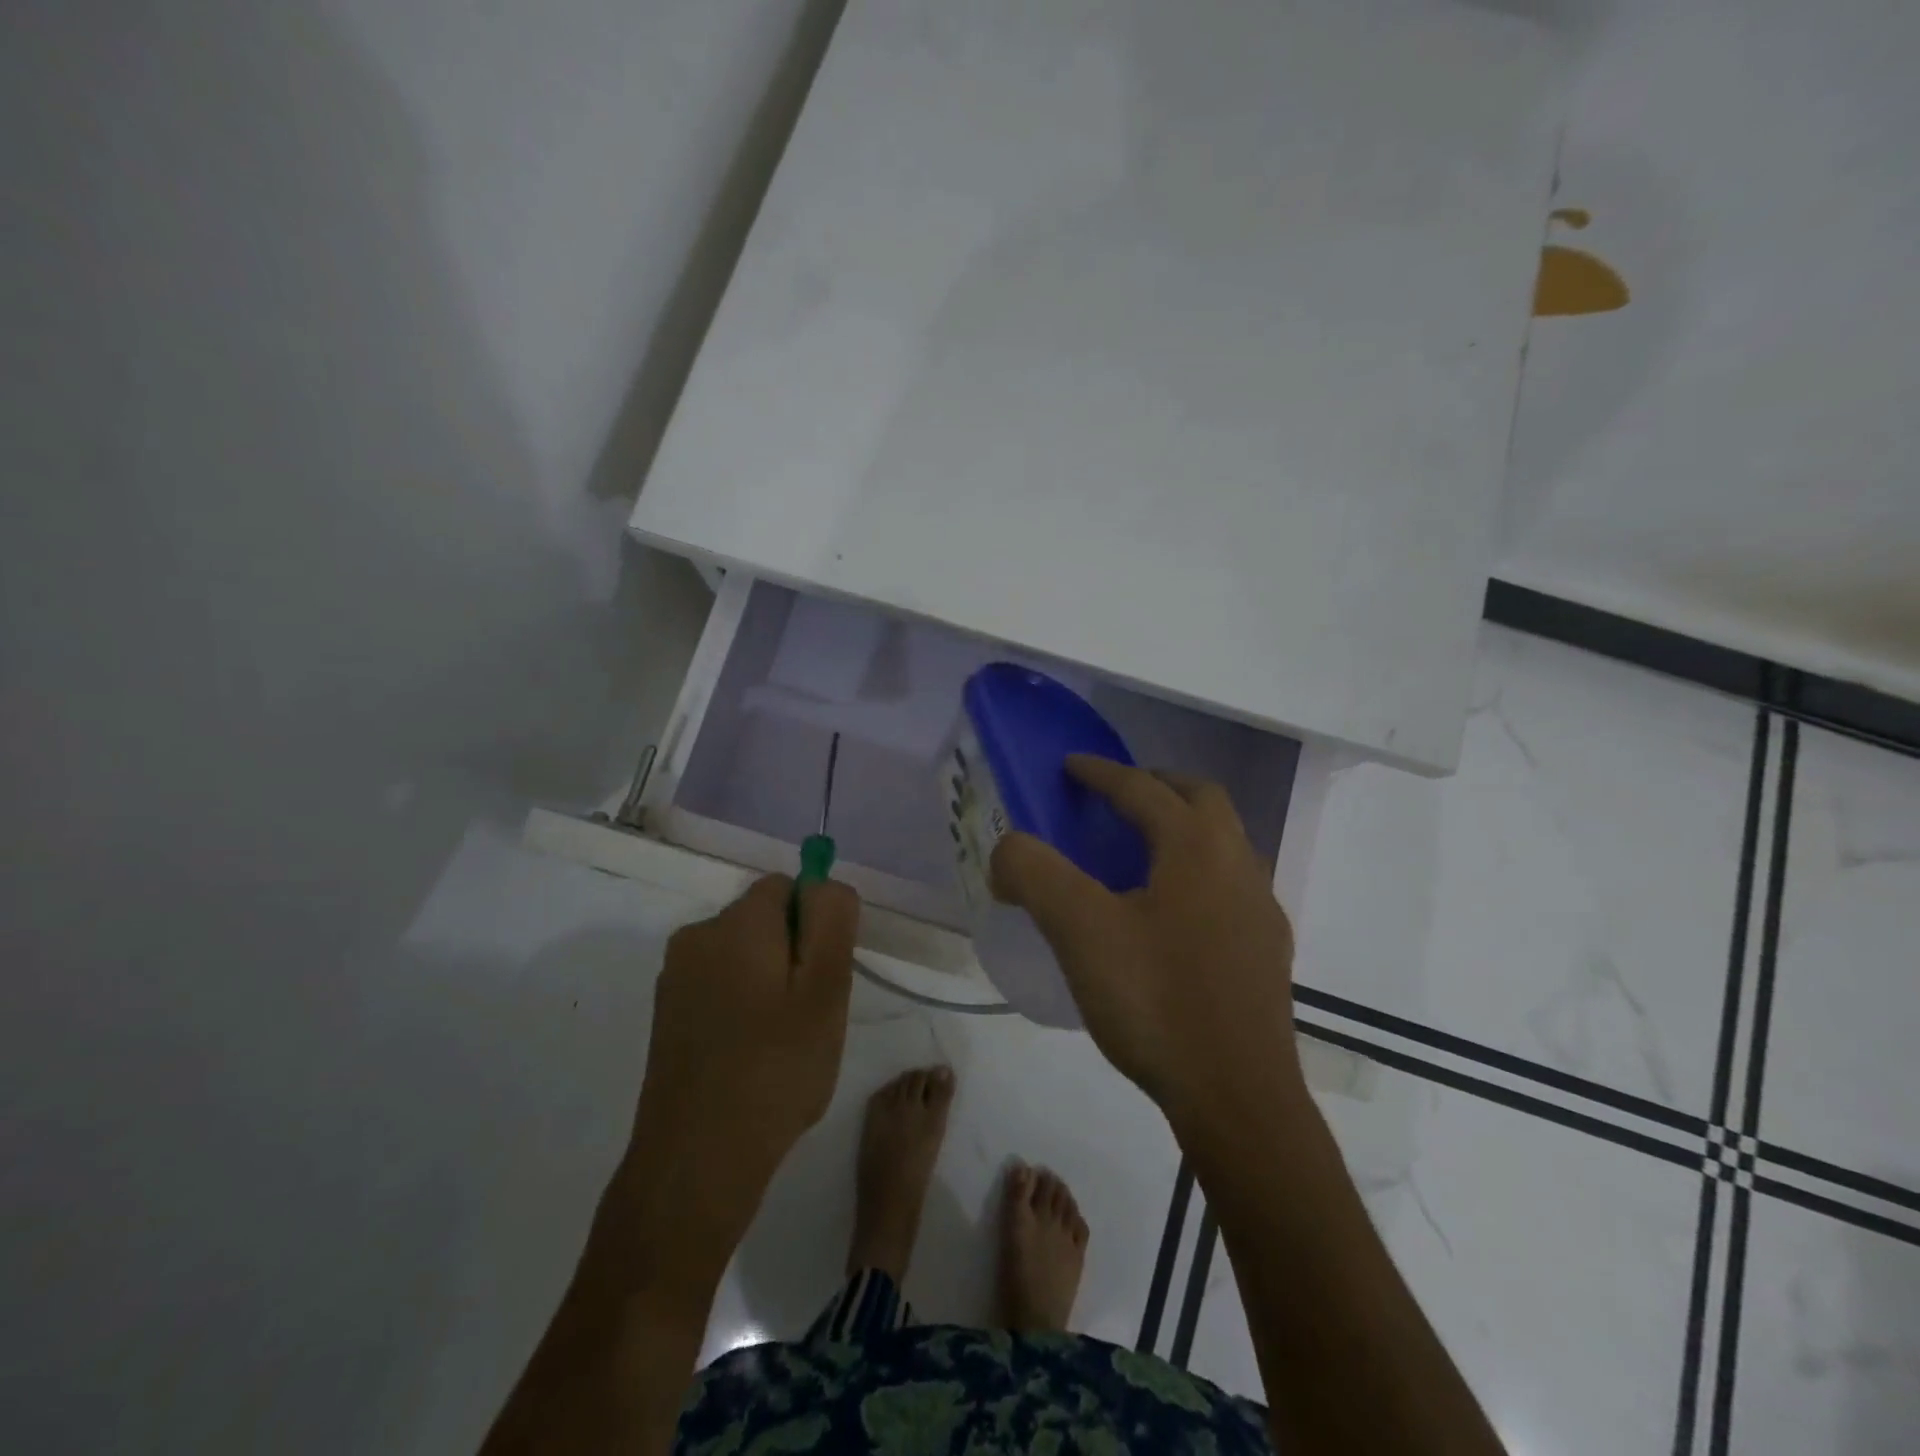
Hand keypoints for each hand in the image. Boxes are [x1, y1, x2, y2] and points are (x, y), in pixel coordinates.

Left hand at [617, 875, 859, 1289]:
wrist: (696, 1161)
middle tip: (812, 1014)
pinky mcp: (667, 1013)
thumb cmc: (775, 1069)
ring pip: (745, 954)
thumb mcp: (826, 988)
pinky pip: (721, 985)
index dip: (816, 924)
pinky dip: (743, 1005)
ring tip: (784, 1042)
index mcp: (735, 922)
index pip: (789, 886)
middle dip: (795, 953)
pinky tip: (752, 1056)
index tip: (826, 976)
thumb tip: (824, 884)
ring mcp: (676, 977)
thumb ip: (832, 920)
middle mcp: (697, 936)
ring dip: (771, 982)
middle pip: (765, 919)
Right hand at [990, 755, 1301, 1127]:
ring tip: (1139, 853)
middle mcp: (1238, 864)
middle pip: (1200, 798)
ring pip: (1223, 842)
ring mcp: (1261, 909)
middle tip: (1114, 797)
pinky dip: (1197, 873)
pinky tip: (1170, 915)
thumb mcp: (1079, 931)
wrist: (1237, 1098)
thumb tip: (1008, 849)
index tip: (1070, 766)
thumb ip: (1034, 874)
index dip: (1101, 772)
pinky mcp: (1266, 951)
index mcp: (1196, 846)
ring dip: (1182, 828)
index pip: (1143, 788)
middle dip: (1155, 785)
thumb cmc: (1156, 1001)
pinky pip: (1230, 885)